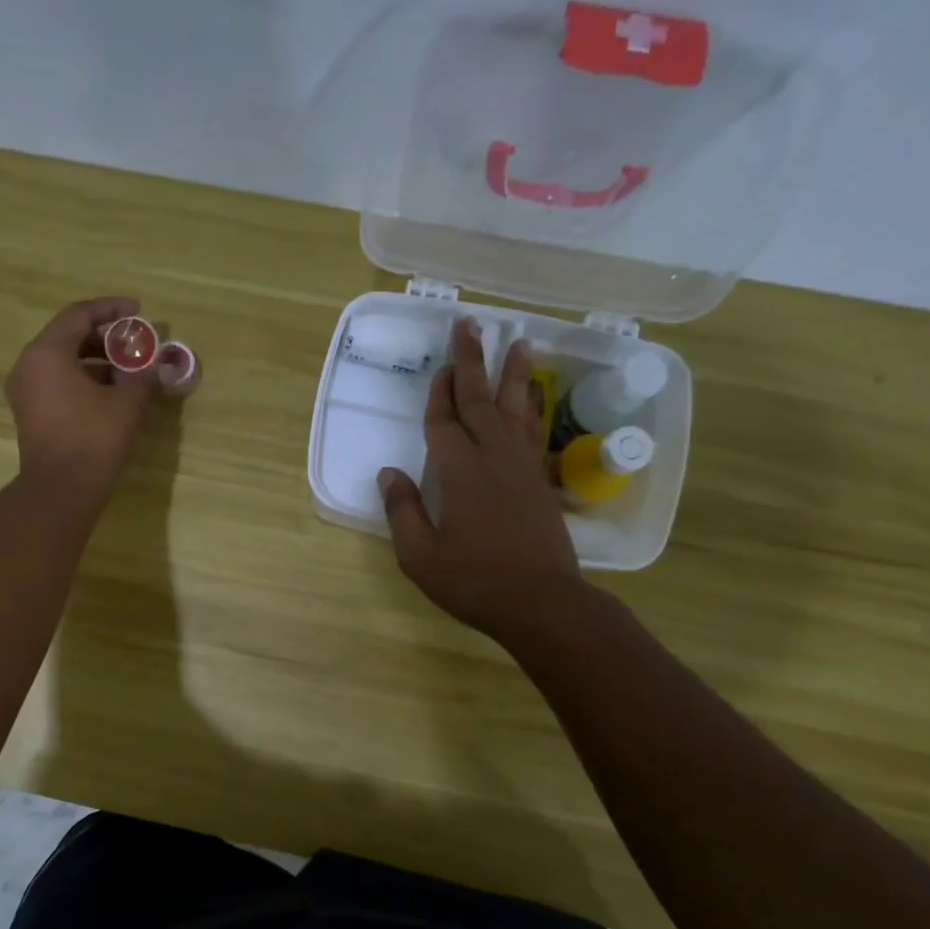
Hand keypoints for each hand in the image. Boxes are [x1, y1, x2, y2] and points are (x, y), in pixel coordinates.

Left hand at [6, 297, 159, 502]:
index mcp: (47, 353)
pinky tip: (113, 392)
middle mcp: (29, 365)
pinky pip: (58, 382)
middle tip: (136, 342)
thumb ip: (143, 376)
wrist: (61, 491)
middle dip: (105, 336)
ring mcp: (26, 391)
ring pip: (63, 361)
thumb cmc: (93, 440)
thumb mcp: (127, 404)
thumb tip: (155, 367)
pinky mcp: (31, 414)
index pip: (79, 315)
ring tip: (130, 368)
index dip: (112, 309)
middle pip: (68, 336)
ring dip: (97, 359)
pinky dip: (85, 379)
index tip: (139, 311)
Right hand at [378, 319, 580, 644]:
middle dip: (472, 361)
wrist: (542, 603)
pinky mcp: (539, 482)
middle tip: (470, 324)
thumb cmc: (474, 581)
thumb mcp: (420, 555)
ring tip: (517, 342)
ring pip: (514, 408)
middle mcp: (492, 458)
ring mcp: (521, 467)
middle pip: (479, 399)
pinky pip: (533, 432)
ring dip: (512, 374)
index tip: (438, 367)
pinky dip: (532, 408)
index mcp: (458, 472)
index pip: (443, 422)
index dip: (438, 394)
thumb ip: (401, 511)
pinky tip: (532, 397)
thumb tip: (387, 474)